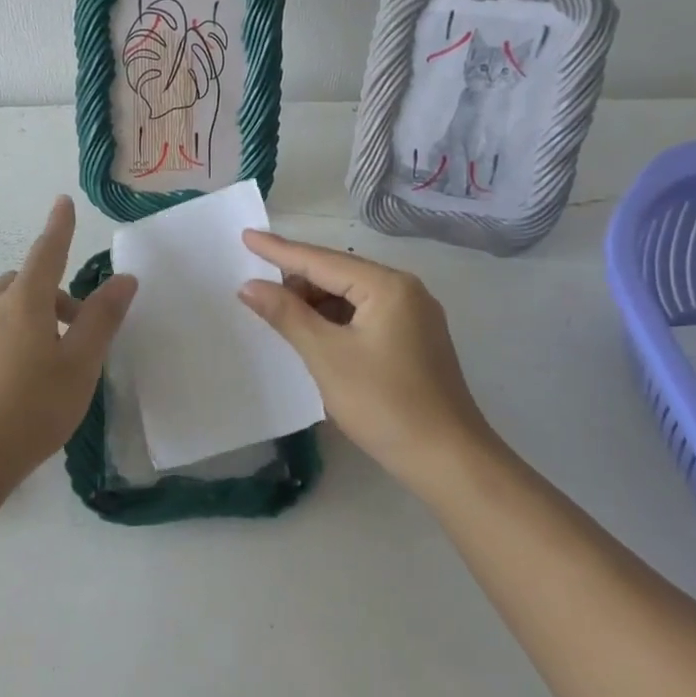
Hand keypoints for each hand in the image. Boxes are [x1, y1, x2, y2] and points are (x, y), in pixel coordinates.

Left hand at [0, 195, 136, 496]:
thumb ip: (102, 319)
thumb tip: (124, 278)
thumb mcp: (80, 365)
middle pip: (25, 283)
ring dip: (34, 319)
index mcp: (24, 301)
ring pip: (6, 310)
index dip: (59, 227)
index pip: (47, 251)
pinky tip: (24, 384)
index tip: (63, 202)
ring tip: (55, 362)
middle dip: (53, 292)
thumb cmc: (31, 408)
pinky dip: (13, 340)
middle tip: (79, 328)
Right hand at [238, 231, 503, 492]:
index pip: (321, 260)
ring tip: (281, 318)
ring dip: (316, 304)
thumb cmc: (384, 404)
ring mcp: (415, 315)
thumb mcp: (327, 356)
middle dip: (297, 281)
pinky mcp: (415, 340)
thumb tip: (249, 285)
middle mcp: (406, 291)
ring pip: (352, 297)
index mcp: (388, 286)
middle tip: (257, 292)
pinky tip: (314, 336)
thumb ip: (287, 315)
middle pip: (339, 274)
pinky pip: (366, 316)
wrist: (449, 460)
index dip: (279, 250)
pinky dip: (336, 321)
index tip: (246, 236)